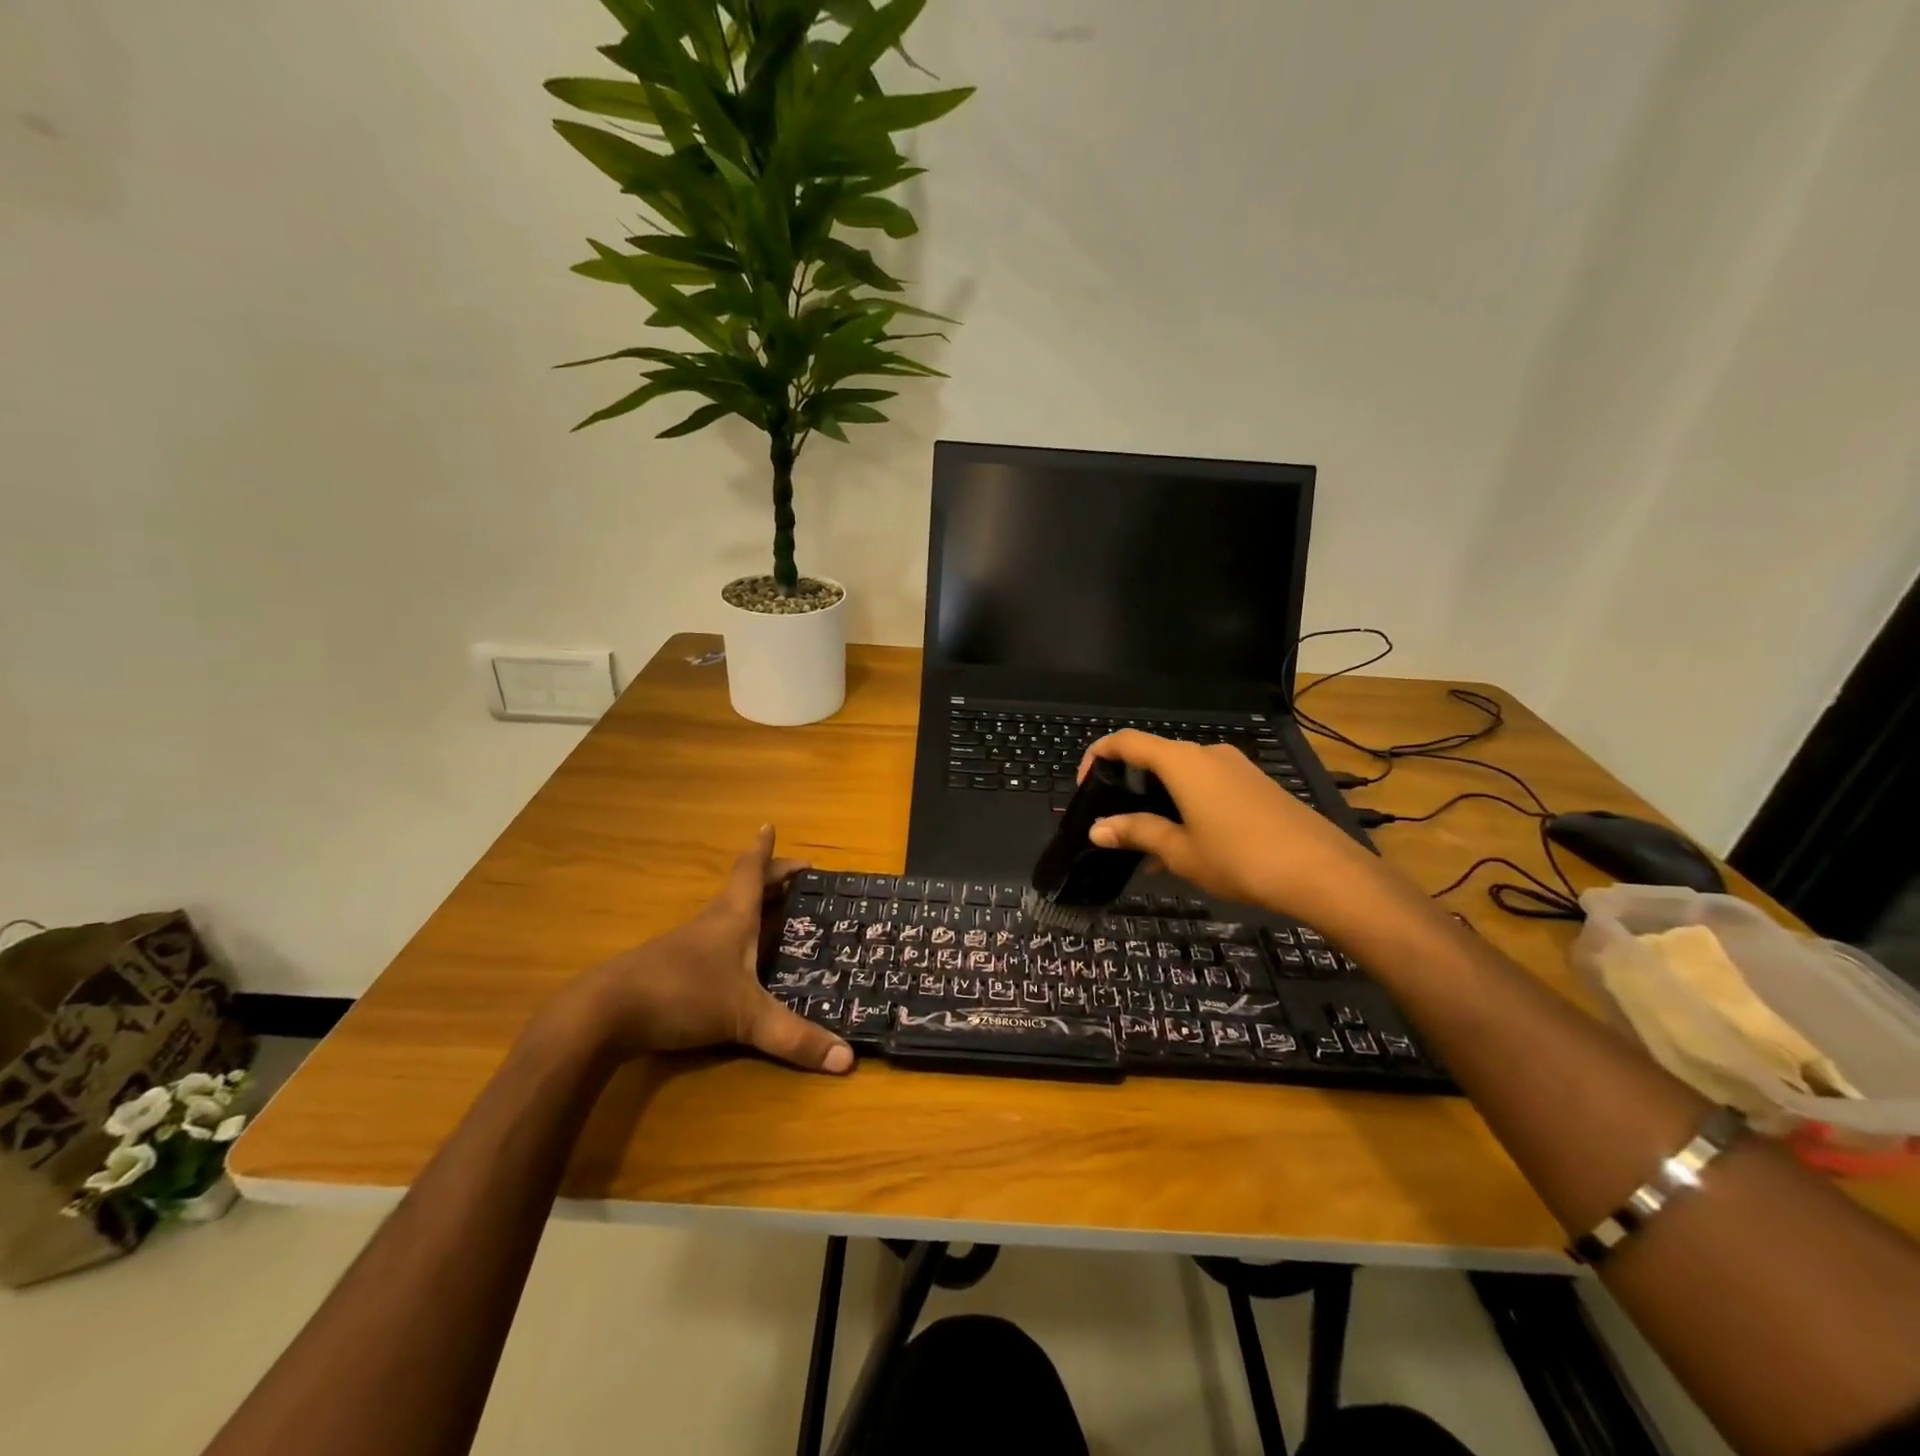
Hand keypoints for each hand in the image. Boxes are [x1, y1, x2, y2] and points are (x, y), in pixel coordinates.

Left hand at [556, 826, 852, 1073]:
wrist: (604, 1014)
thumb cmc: (683, 994)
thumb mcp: (745, 1017)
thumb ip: (794, 1037)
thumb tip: (847, 1060)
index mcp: (733, 916)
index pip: (752, 871)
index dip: (764, 850)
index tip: (769, 826)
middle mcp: (712, 922)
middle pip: (743, 888)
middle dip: (770, 878)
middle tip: (798, 877)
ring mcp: (688, 944)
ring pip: (728, 914)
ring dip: (753, 907)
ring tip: (777, 912)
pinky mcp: (672, 969)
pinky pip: (715, 941)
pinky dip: (735, 937)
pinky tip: (740, 959)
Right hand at [1077, 731, 1400, 929]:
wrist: (1322, 871)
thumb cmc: (1239, 858)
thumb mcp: (1179, 851)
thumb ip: (1136, 833)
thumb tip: (1097, 829)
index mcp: (1182, 762)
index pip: (1126, 741)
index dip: (1097, 757)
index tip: (1084, 787)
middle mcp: (1207, 753)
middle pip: (1154, 757)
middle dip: (1129, 786)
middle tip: (1116, 824)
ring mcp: (1235, 767)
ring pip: (1182, 775)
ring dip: (1159, 801)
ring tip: (1149, 845)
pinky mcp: (1256, 784)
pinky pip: (1207, 786)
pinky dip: (1186, 806)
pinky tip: (1187, 846)